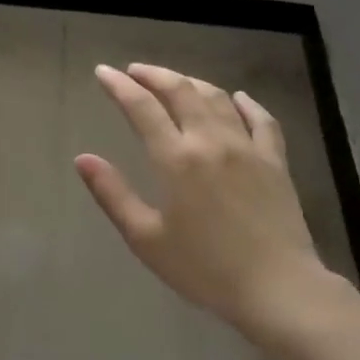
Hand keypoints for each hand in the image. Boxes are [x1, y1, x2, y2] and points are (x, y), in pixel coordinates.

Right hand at [76, 64, 359, 342]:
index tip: (103, 72)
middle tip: (135, 71)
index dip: (119, 85)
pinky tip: (238, 98)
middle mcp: (211, 141)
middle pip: (180, 91)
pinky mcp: (275, 161)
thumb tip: (83, 159)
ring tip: (175, 81)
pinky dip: (246, 103)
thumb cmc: (204, 269)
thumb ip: (112, 194)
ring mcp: (247, 147)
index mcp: (176, 159)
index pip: (142, 107)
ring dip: (191, 82)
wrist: (277, 288)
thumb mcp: (146, 238)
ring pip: (217, 98)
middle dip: (154, 75)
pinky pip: (261, 119)